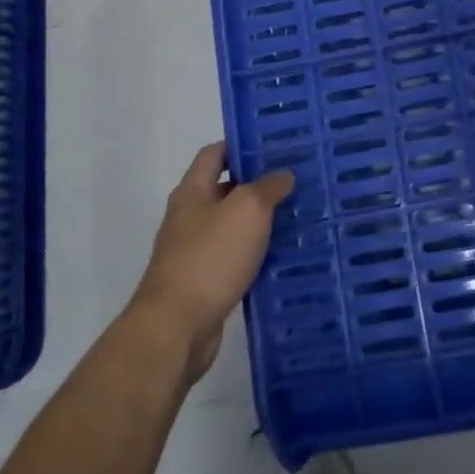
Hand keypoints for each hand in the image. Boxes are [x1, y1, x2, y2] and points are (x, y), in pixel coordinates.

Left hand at [127, 143, 293, 383]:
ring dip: (260, 221)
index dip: (242, 145)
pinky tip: (283, 256)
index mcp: (192, 192)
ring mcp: (193, 252)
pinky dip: (256, 254)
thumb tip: (283, 175)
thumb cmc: (210, 257)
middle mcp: (189, 217)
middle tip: (295, 180)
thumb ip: (268, 187)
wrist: (176, 328)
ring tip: (298, 215)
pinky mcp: (204, 283)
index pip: (214, 154)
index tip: (275, 145)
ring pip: (233, 226)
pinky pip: (234, 258)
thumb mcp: (247, 210)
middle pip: (225, 189)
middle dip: (258, 184)